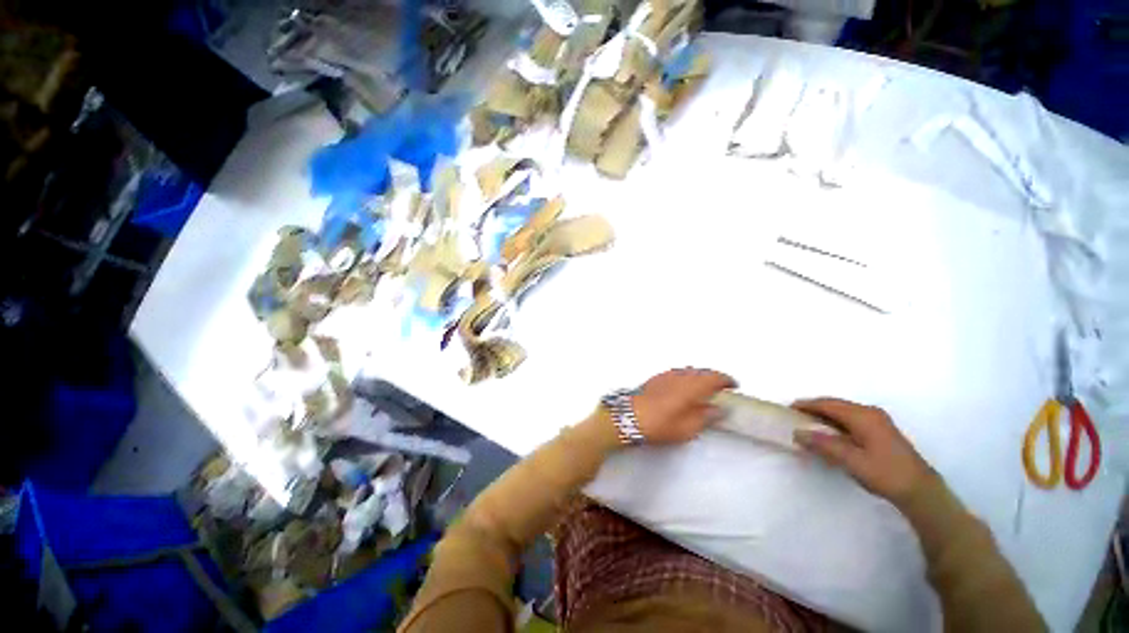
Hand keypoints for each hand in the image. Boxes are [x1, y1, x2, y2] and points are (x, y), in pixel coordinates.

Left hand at [630, 368, 735, 444]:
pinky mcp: (655, 378)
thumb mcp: (687, 428)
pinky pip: (676, 373)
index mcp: (691, 386)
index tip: (733, 385)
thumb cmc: (659, 424)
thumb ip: (706, 417)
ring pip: (688, 371)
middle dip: (713, 377)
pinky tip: (683, 387)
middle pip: (701, 371)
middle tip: (721, 387)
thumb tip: (719, 409)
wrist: (627, 417)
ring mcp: (665, 375)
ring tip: (703, 388)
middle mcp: (679, 376)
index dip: (726, 380)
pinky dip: (685, 377)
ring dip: (699, 376)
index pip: (714, 377)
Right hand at [792, 398, 933, 504]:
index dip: (806, 405)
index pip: (828, 404)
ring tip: (808, 425)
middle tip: (795, 417)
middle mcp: (870, 413)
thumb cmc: (885, 473)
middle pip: (836, 405)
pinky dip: (835, 423)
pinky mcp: (881, 431)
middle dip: (814, 409)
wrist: (921, 491)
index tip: (787, 409)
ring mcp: (878, 421)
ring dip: (825, 416)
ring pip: (843, 412)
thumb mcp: (851, 460)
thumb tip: (797, 432)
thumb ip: (823, 445)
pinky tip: (830, 434)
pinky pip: (851, 420)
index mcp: (863, 416)